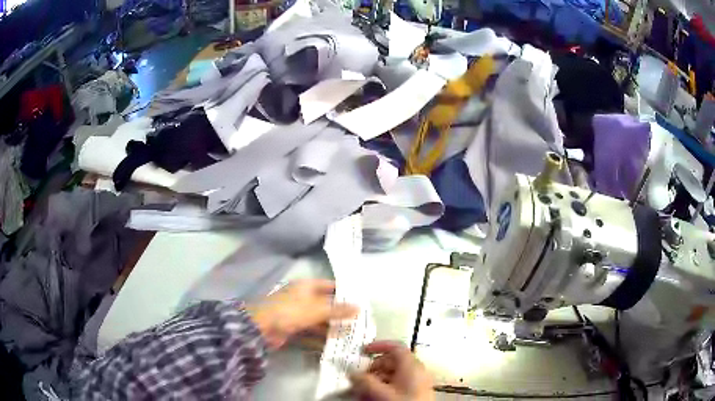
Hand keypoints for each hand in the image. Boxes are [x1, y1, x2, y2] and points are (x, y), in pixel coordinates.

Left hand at [246, 279, 357, 348]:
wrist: (261, 328)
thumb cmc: (290, 311)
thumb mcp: (317, 310)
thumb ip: (338, 310)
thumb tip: (359, 307)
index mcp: (306, 286)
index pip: (329, 286)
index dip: (343, 292)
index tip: (359, 300)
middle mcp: (302, 298)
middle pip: (325, 304)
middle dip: (339, 313)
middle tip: (358, 321)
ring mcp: (296, 313)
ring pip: (318, 319)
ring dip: (331, 326)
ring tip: (350, 334)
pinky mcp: (293, 327)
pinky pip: (310, 330)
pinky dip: (320, 336)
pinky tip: (333, 344)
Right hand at [350, 341, 434, 400]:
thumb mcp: (381, 393)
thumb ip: (365, 381)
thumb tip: (353, 374)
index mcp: (412, 366)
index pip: (395, 347)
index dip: (378, 346)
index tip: (362, 351)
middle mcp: (417, 371)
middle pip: (392, 362)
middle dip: (372, 370)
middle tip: (359, 380)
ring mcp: (417, 383)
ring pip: (392, 376)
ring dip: (376, 381)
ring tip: (363, 392)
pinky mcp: (415, 393)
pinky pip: (397, 386)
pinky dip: (384, 389)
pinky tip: (373, 398)